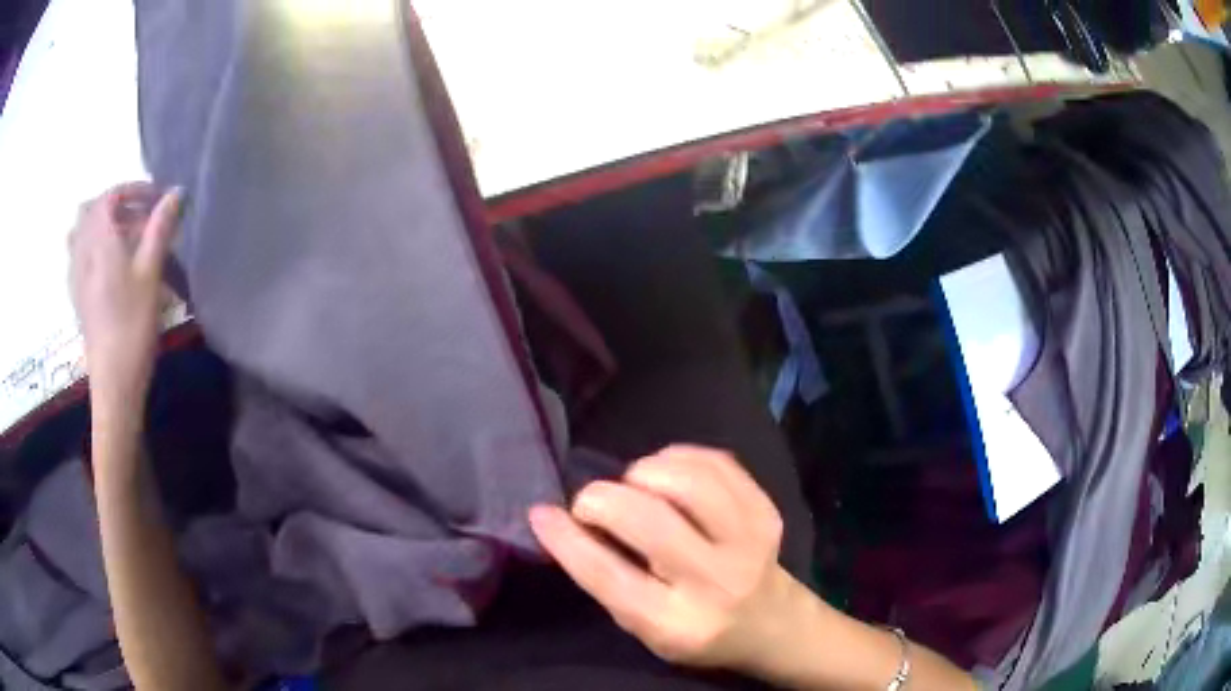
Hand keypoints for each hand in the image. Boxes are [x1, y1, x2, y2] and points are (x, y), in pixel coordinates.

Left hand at [69, 182, 181, 405]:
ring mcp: (76, 276)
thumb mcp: (151, 275)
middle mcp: (82, 252)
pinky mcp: (77, 297)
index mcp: (99, 241)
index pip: (109, 196)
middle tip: (139, 218)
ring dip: (99, 225)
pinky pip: (77, 256)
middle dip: (115, 205)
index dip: (132, 189)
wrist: (113, 383)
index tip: (155, 199)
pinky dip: (90, 247)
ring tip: (121, 238)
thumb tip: (176, 193)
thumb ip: (160, 229)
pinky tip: (106, 265)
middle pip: (90, 210)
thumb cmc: (132, 327)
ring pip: (80, 232)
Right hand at [529, 445, 810, 673]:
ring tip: (635, 488)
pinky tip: (666, 474)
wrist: (770, 621)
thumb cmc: (693, 627)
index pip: (610, 576)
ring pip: (687, 481)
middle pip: (649, 521)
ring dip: (644, 473)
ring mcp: (749, 541)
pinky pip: (715, 462)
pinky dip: (678, 458)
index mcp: (676, 623)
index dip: (568, 540)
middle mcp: (716, 582)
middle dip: (603, 499)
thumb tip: (557, 520)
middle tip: (591, 503)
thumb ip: (605, 577)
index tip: (542, 513)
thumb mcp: (642, 624)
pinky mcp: (765, 510)